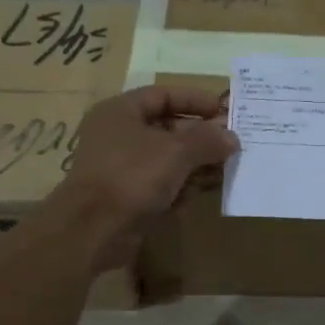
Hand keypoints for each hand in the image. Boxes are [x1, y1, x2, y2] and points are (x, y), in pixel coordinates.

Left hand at [51, 86, 237, 269]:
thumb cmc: (132, 176)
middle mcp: (119, 135)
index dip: (195, 100)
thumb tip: (231, 137)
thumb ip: (207, 140)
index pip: (163, 95)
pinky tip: (206, 191)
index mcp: (121, 112)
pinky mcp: (127, 197)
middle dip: (201, 136)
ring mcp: (122, 168)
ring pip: (167, 159)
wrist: (93, 230)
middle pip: (168, 128)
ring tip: (226, 169)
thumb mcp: (176, 151)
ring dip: (196, 163)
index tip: (224, 109)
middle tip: (231, 143)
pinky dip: (182, 186)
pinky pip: (161, 184)